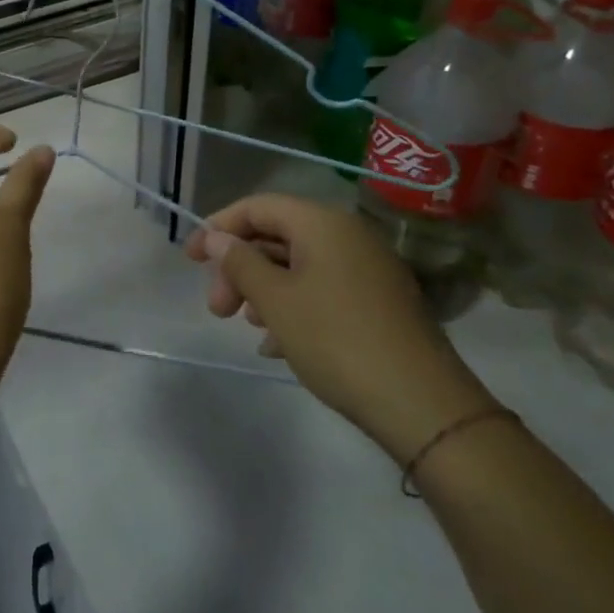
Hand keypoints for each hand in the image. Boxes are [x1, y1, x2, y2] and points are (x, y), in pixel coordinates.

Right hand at [186, 195, 496, 463]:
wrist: (423, 405)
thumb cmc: (337, 340)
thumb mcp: (276, 301)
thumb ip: (240, 263)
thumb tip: (217, 238)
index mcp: (322, 223)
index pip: (257, 207)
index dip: (218, 228)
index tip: (190, 260)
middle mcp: (347, 235)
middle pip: (277, 236)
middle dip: (240, 268)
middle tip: (218, 309)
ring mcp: (368, 268)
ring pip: (299, 265)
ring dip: (264, 289)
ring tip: (249, 327)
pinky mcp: (379, 301)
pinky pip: (323, 288)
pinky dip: (294, 306)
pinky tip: (279, 344)